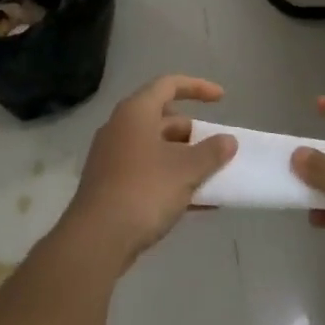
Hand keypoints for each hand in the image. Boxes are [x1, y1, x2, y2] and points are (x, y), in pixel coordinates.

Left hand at [59, 75, 236, 271]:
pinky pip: (148, 173)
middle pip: (163, 119)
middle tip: (216, 149)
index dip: (197, 87)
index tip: (222, 99)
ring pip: (156, 149)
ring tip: (212, 177)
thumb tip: (228, 141)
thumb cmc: (144, 191)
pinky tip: (198, 204)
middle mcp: (121, 128)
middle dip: (194, 133)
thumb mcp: (186, 170)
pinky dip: (172, 180)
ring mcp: (113, 158)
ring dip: (185, 160)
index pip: (169, 85)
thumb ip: (212, 152)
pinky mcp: (111, 185)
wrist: (97, 240)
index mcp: (136, 113)